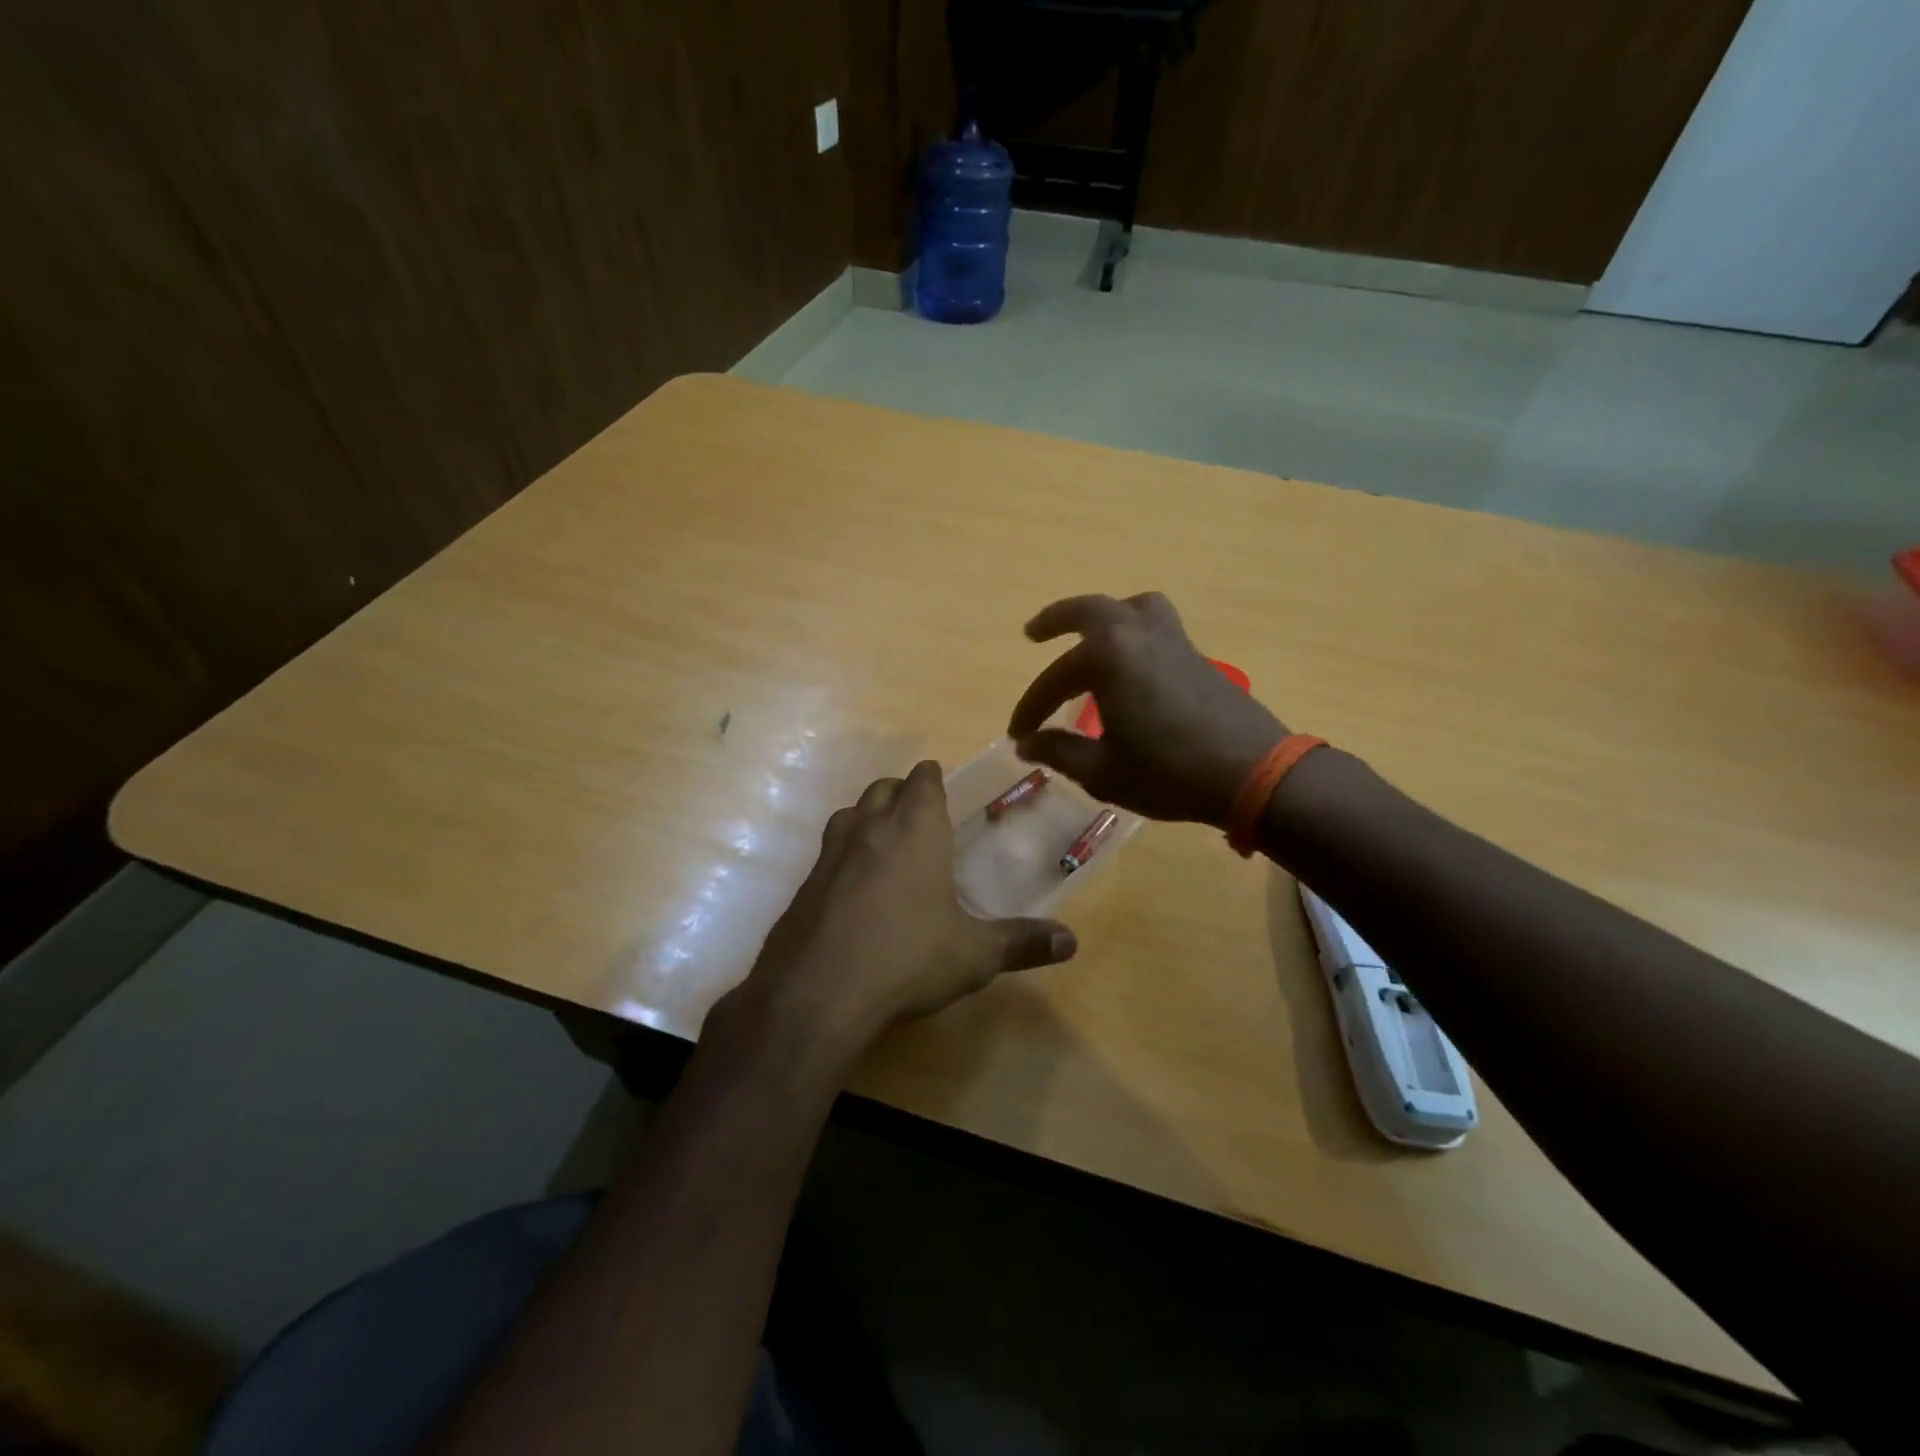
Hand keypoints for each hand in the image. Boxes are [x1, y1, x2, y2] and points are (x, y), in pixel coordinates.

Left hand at [714, 761, 1077, 1058]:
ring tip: (885, 843)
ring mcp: (829, 855)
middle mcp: (869, 829)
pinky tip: (853, 890)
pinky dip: (843, 857)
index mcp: (915, 829)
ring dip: (867, 818)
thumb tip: (1072, 941)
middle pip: (882, 789)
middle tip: (918, 813)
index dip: (931, 778)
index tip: (938, 780)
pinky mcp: (803, 886)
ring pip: (849, 815)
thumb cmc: (908, 957)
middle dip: (900, 792)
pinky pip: (827, 855)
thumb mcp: (975, 954)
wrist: (818, 992)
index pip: (922, 780)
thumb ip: (1022, 943)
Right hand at [1008, 593, 1287, 828]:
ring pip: (1134, 608)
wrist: (1252, 773)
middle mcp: (1139, 635)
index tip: (1017, 736)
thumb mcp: (1103, 771)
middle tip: (1033, 633)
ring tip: (1091, 637)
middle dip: (1057, 619)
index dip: (1031, 709)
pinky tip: (1131, 669)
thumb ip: (1060, 752)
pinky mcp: (1198, 657)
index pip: (1055, 679)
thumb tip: (1027, 744)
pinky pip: (1158, 627)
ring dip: (1106, 616)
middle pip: (1091, 610)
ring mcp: (1174, 641)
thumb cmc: (1168, 772)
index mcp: (1109, 656)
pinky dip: (1134, 634)